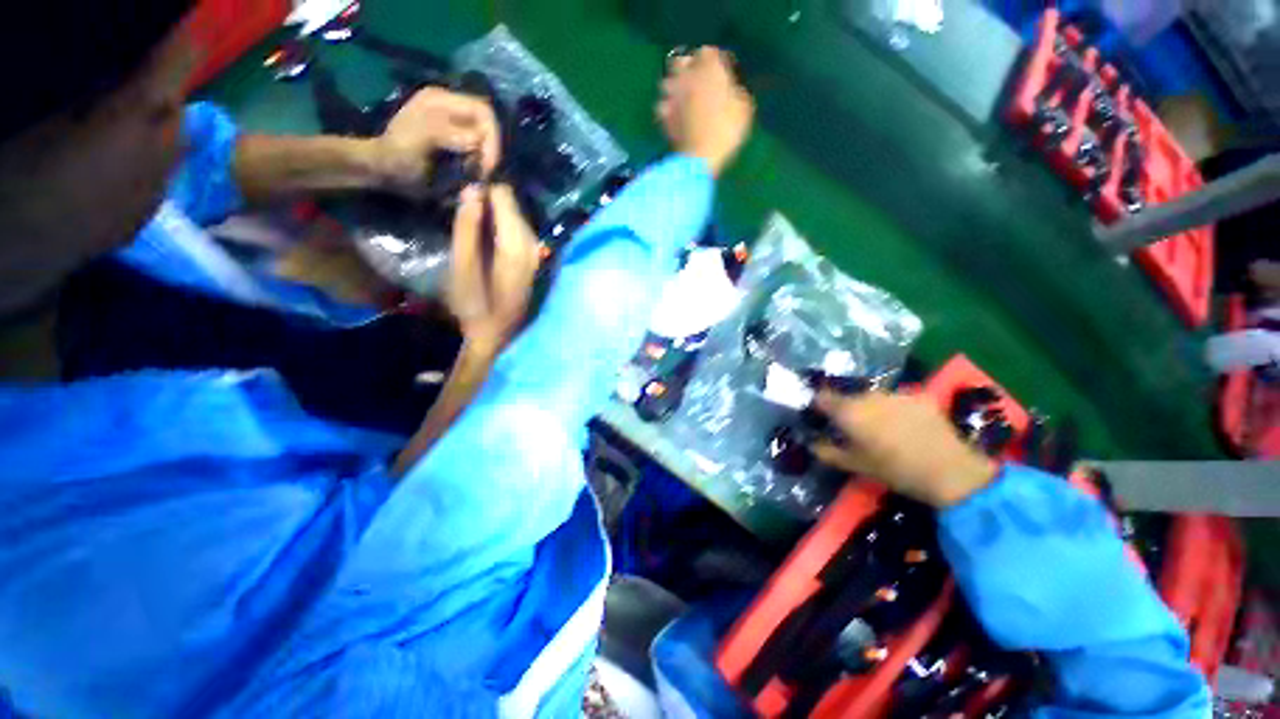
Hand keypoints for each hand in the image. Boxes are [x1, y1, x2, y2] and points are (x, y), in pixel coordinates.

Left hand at [375, 87, 500, 195]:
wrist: (383, 172)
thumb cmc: (398, 156)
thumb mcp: (420, 139)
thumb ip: (446, 132)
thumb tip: (478, 140)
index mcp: (441, 100)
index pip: (483, 111)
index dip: (492, 138)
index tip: (488, 165)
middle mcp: (450, 108)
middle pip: (487, 125)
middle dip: (490, 150)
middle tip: (484, 173)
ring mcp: (453, 126)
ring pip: (485, 140)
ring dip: (485, 159)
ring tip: (477, 174)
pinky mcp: (455, 143)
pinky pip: (478, 150)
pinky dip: (479, 163)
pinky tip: (471, 173)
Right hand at [446, 184, 539, 350]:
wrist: (497, 335)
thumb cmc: (475, 305)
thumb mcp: (462, 267)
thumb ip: (467, 229)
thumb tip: (471, 191)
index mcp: (515, 247)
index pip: (505, 198)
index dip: (486, 182)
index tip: (467, 173)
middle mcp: (533, 247)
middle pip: (514, 205)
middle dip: (491, 194)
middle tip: (465, 190)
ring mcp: (537, 254)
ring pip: (518, 217)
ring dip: (497, 208)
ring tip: (472, 205)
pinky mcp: (535, 260)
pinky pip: (520, 230)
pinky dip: (504, 222)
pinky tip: (487, 225)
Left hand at [657, 47, 754, 176]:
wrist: (700, 157)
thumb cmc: (726, 130)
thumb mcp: (744, 107)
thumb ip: (735, 90)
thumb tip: (732, 88)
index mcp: (709, 65)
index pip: (710, 51)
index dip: (717, 60)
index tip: (724, 71)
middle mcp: (686, 74)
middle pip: (682, 60)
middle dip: (689, 67)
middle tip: (698, 80)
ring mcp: (671, 94)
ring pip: (667, 81)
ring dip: (675, 87)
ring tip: (683, 98)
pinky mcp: (662, 115)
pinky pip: (662, 106)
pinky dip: (667, 109)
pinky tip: (674, 117)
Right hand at [810, 391, 999, 507]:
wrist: (950, 471)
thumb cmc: (895, 471)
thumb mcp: (855, 466)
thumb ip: (827, 452)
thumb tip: (811, 443)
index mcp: (849, 411)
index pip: (822, 397)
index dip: (818, 404)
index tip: (819, 415)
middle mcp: (868, 396)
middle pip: (849, 397)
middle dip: (848, 409)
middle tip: (854, 429)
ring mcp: (895, 393)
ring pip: (873, 397)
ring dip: (872, 408)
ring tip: (883, 428)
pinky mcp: (918, 396)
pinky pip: (897, 400)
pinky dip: (895, 409)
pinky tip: (906, 426)